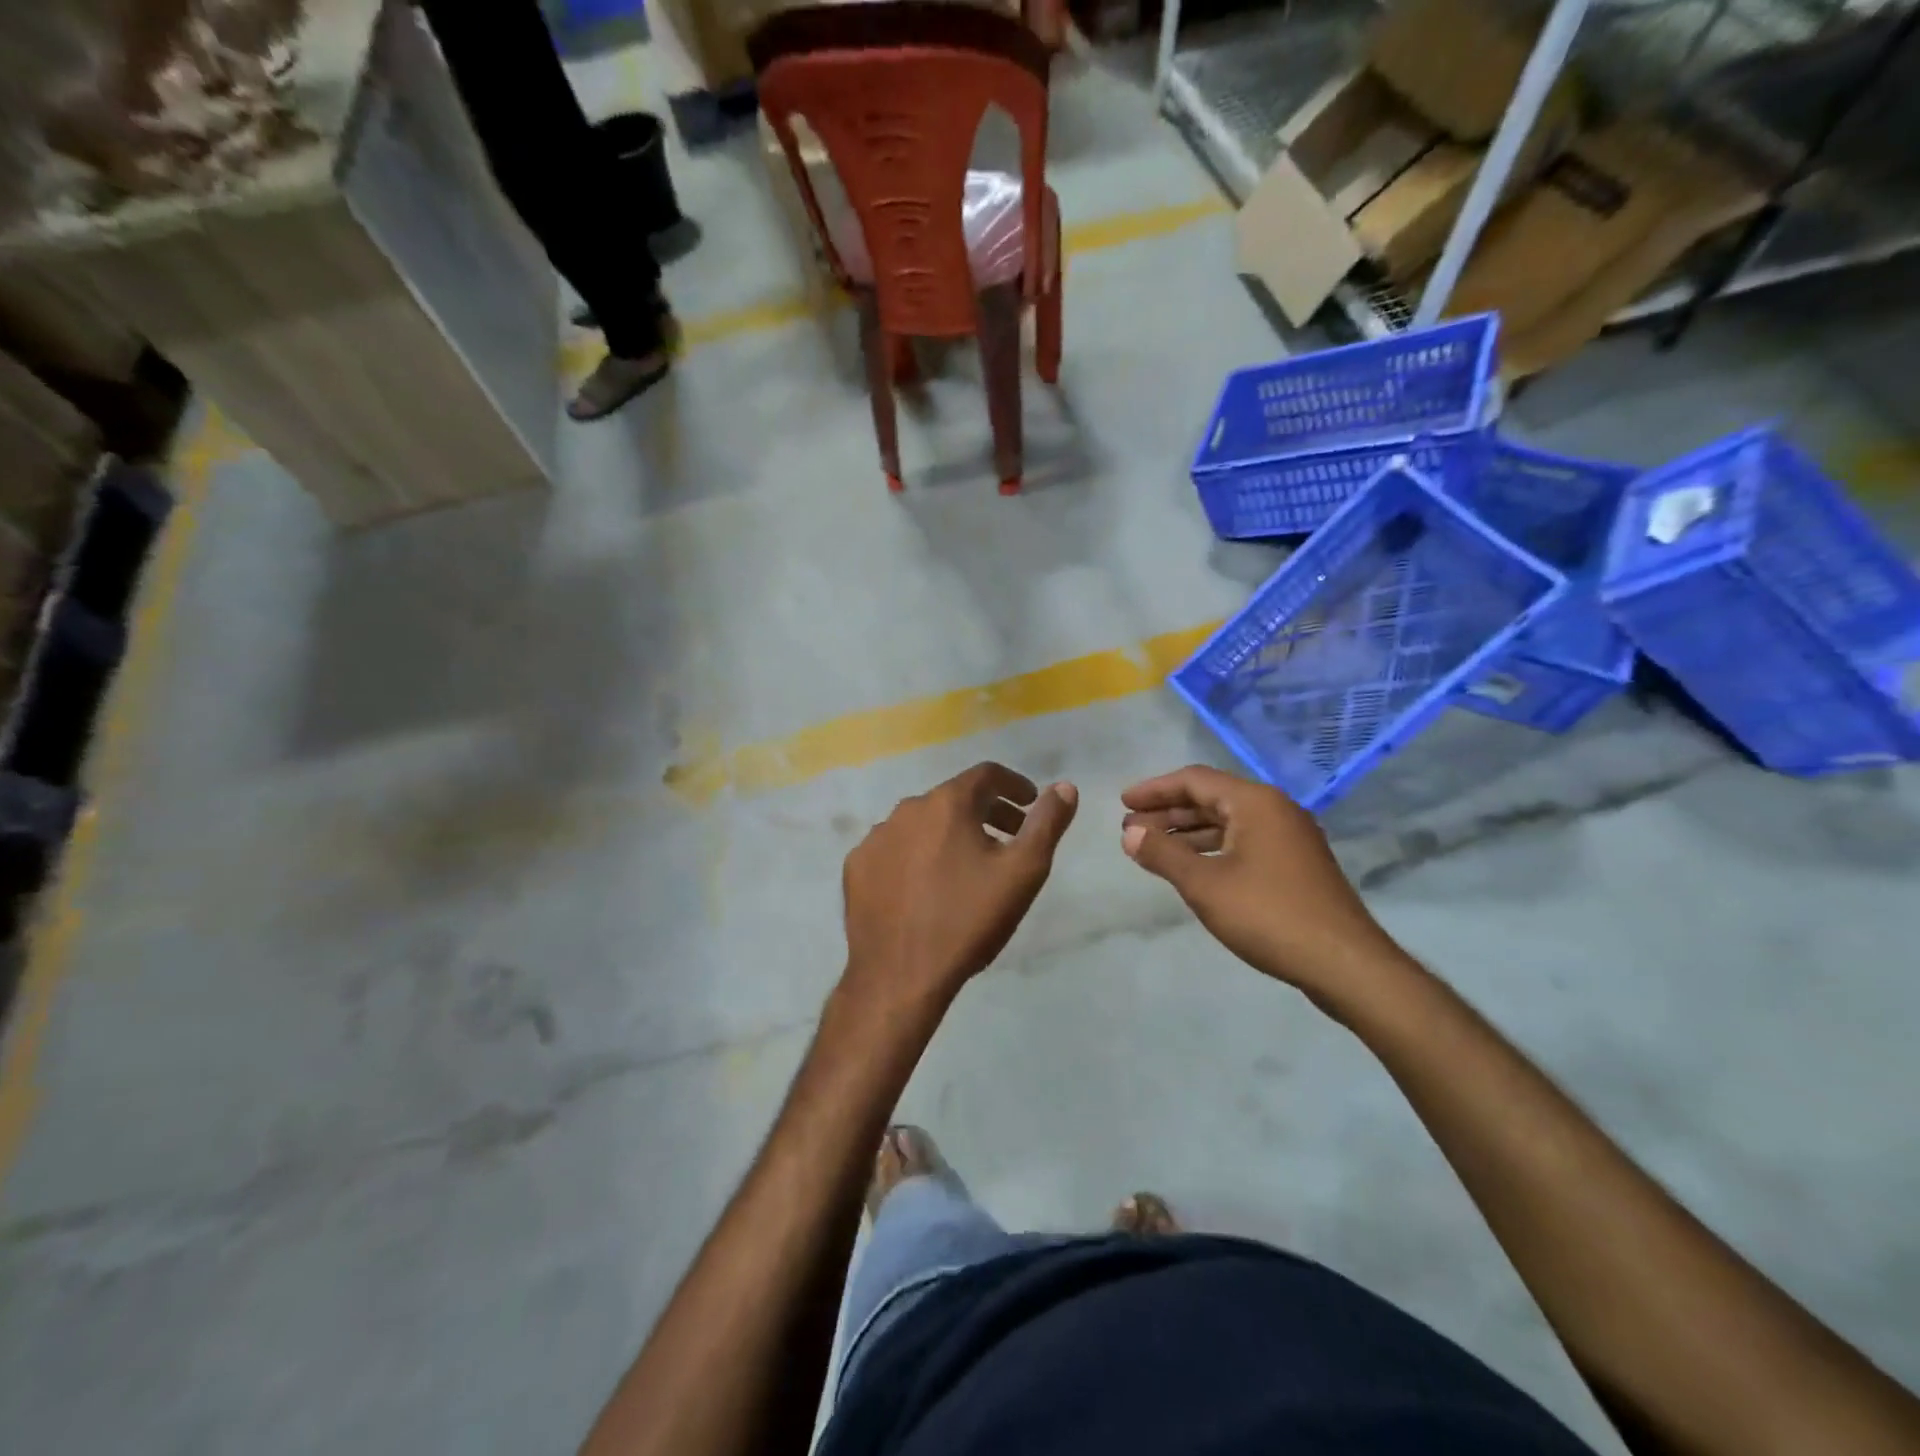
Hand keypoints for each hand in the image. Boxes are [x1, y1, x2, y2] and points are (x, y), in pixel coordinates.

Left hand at [842, 763, 1078, 1010]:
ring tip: (969, 867)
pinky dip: (917, 856)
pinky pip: (894, 850)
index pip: (986, 774)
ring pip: (922, 824)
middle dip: (987, 812)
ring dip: (949, 834)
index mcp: (947, 803)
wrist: (899, 975)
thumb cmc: (967, 920)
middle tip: (1010, 839)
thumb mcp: (1023, 872)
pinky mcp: (856, 867)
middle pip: (954, 799)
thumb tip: (1065, 787)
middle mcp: (906, 809)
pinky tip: (927, 887)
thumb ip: (1047, 823)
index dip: (1014, 784)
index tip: (1031, 803)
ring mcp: (875, 838)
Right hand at [1120, 766, 1407, 1003]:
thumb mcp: (1204, 885)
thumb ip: (1163, 854)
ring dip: (1188, 832)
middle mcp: (1275, 809)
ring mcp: (1290, 837)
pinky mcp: (1296, 864)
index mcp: (1255, 802)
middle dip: (1168, 812)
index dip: (1155, 790)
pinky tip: (1192, 868)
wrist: (1344, 963)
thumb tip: (1129, 833)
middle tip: (1131, 829)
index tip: (1123, 803)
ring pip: (1228, 823)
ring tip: (1152, 848)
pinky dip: (1212, 848)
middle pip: (1211, 798)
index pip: (1194, 780)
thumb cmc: (1268, 915)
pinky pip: (1244, 842)